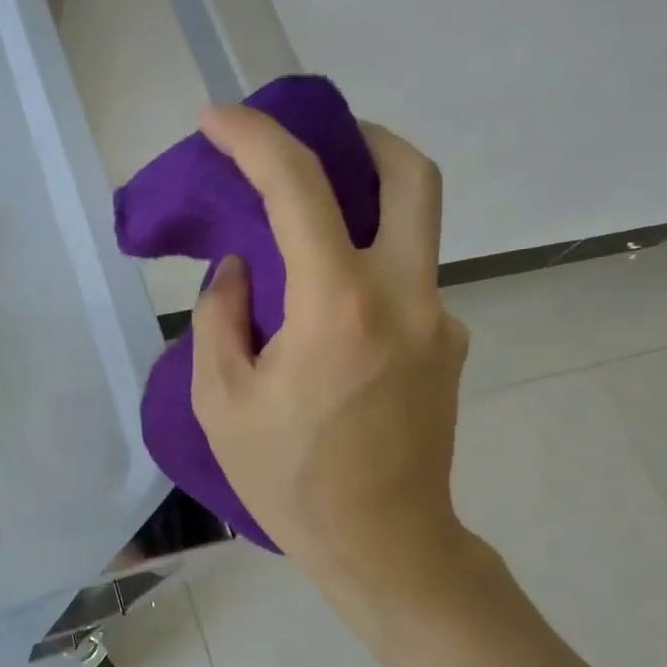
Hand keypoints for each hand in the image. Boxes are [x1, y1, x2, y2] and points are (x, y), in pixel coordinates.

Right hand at [190, 105, 471, 603]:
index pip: (298, 187)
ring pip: (416, 229)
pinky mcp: (450, 349)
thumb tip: (242, 269)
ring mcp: (441, 322)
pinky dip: (366, 274)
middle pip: (412, 174)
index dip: (252, 138)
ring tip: (310, 234)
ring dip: (367, 208)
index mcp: (338, 306)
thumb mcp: (221, 402)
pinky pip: (407, 286)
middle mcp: (406, 297)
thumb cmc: (290, 481)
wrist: (384, 546)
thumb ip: (222, 317)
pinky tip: (330, 319)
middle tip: (319, 143)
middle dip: (363, 138)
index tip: (216, 120)